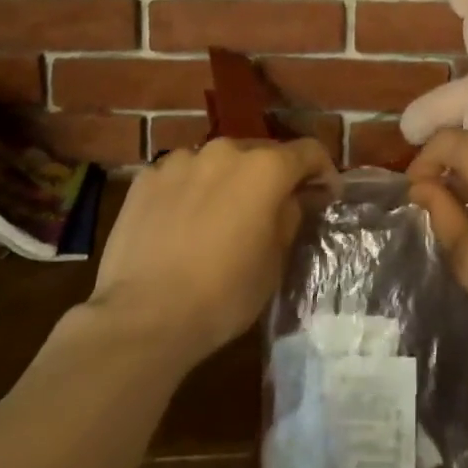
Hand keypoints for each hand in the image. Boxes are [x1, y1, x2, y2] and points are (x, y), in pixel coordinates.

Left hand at [87, 138, 335, 368]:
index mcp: (265, 168)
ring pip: (217, 162)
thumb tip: (292, 199)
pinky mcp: (146, 178)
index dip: (322, 171)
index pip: (309, 151)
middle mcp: (225, 150)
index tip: (324, 194)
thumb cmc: (223, 293)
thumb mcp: (274, 262)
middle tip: (269, 210)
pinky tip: (181, 223)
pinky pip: (180, 176)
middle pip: (260, 153)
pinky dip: (189, 190)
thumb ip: (289, 217)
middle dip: (271, 177)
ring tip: (218, 217)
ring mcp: (181, 160)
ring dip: (227, 181)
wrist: (143, 317)